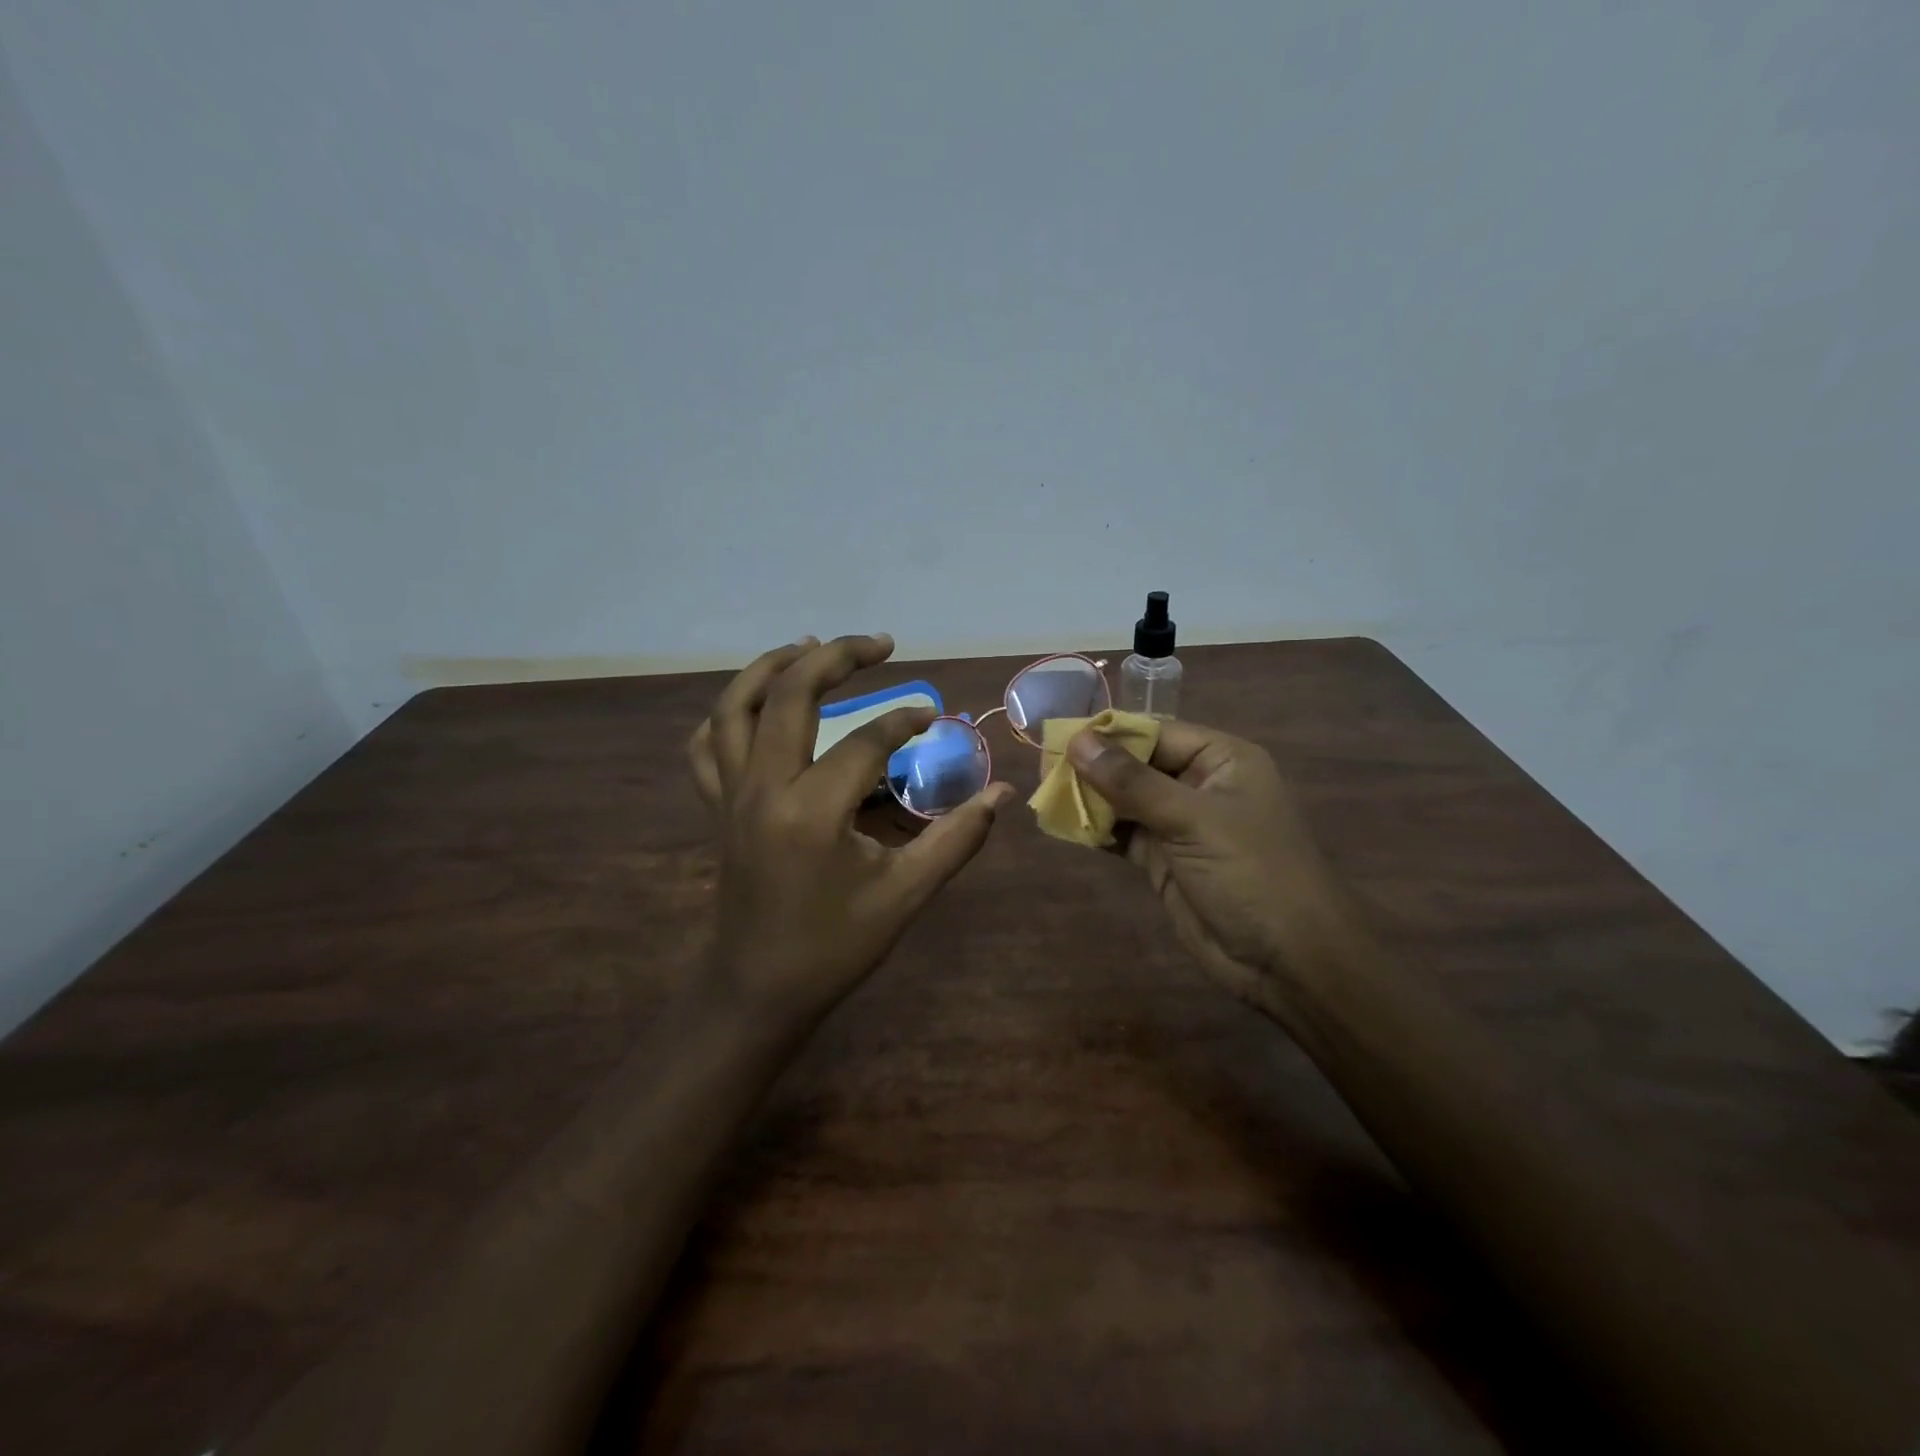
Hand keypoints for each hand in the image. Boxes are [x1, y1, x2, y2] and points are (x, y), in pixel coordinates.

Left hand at [687, 634, 1015, 1024]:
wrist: (757, 990)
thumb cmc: (834, 946)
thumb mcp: (905, 895)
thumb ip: (956, 839)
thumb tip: (1002, 793)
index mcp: (812, 811)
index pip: (865, 740)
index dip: (904, 720)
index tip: (933, 716)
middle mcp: (763, 788)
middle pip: (790, 695)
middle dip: (836, 658)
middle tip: (879, 643)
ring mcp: (730, 795)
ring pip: (734, 707)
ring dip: (772, 666)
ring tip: (811, 645)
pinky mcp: (716, 808)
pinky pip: (705, 746)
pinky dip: (726, 714)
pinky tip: (754, 704)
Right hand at [1067, 720, 1353, 1025]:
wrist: (1286, 960)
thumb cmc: (1250, 872)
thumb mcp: (1191, 819)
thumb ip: (1131, 782)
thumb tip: (1077, 741)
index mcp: (1221, 760)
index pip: (1155, 732)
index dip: (1108, 733)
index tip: (1059, 736)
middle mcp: (1200, 785)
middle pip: (1136, 764)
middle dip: (1092, 766)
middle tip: (1041, 766)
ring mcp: (1180, 825)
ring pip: (1125, 800)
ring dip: (1089, 798)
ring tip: (1044, 793)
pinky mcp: (1164, 860)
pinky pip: (1123, 834)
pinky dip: (1096, 829)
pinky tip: (1063, 824)